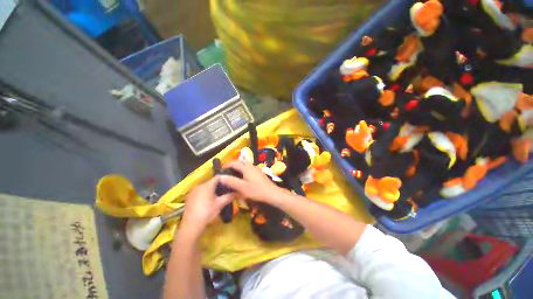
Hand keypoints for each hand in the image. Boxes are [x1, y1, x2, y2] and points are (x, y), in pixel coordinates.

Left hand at [180, 177, 233, 237]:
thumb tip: (237, 193)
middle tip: (225, 190)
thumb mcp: (220, 204)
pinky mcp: (189, 197)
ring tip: (218, 195)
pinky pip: (199, 192)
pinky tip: (208, 201)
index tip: (230, 182)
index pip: (218, 177)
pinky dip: (205, 193)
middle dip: (219, 185)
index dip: (224, 178)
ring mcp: (193, 191)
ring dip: (212, 190)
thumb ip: (229, 197)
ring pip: (205, 187)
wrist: (191, 225)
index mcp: (207, 185)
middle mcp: (199, 185)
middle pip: (211, 182)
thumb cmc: (207, 212)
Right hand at [219, 161, 284, 203]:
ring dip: (238, 170)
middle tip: (226, 173)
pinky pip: (248, 170)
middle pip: (240, 163)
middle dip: (232, 167)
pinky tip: (242, 180)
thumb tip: (221, 177)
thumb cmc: (257, 190)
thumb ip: (232, 181)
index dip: (227, 165)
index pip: (234, 163)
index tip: (221, 170)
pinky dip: (243, 173)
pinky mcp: (259, 174)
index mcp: (246, 168)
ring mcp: (256, 169)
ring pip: (245, 167)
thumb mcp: (242, 187)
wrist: (272, 193)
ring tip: (233, 177)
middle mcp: (251, 166)